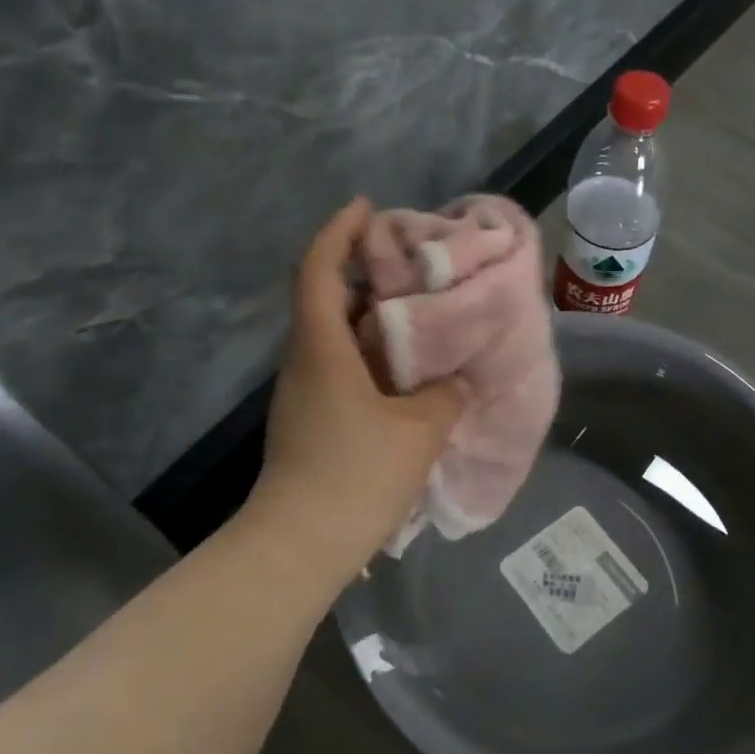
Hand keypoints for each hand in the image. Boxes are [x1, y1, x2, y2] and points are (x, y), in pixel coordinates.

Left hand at [248, 198, 466, 582]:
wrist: (299, 546)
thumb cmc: (356, 475)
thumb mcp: (419, 431)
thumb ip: (444, 396)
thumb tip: (455, 381)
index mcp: (322, 348)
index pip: (320, 270)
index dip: (339, 231)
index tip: (367, 207)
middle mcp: (304, 360)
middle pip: (326, 297)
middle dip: (364, 273)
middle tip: (412, 267)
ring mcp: (303, 392)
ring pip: (335, 336)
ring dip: (370, 318)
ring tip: (419, 315)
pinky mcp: (310, 419)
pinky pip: (340, 368)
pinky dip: (370, 355)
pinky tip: (406, 371)